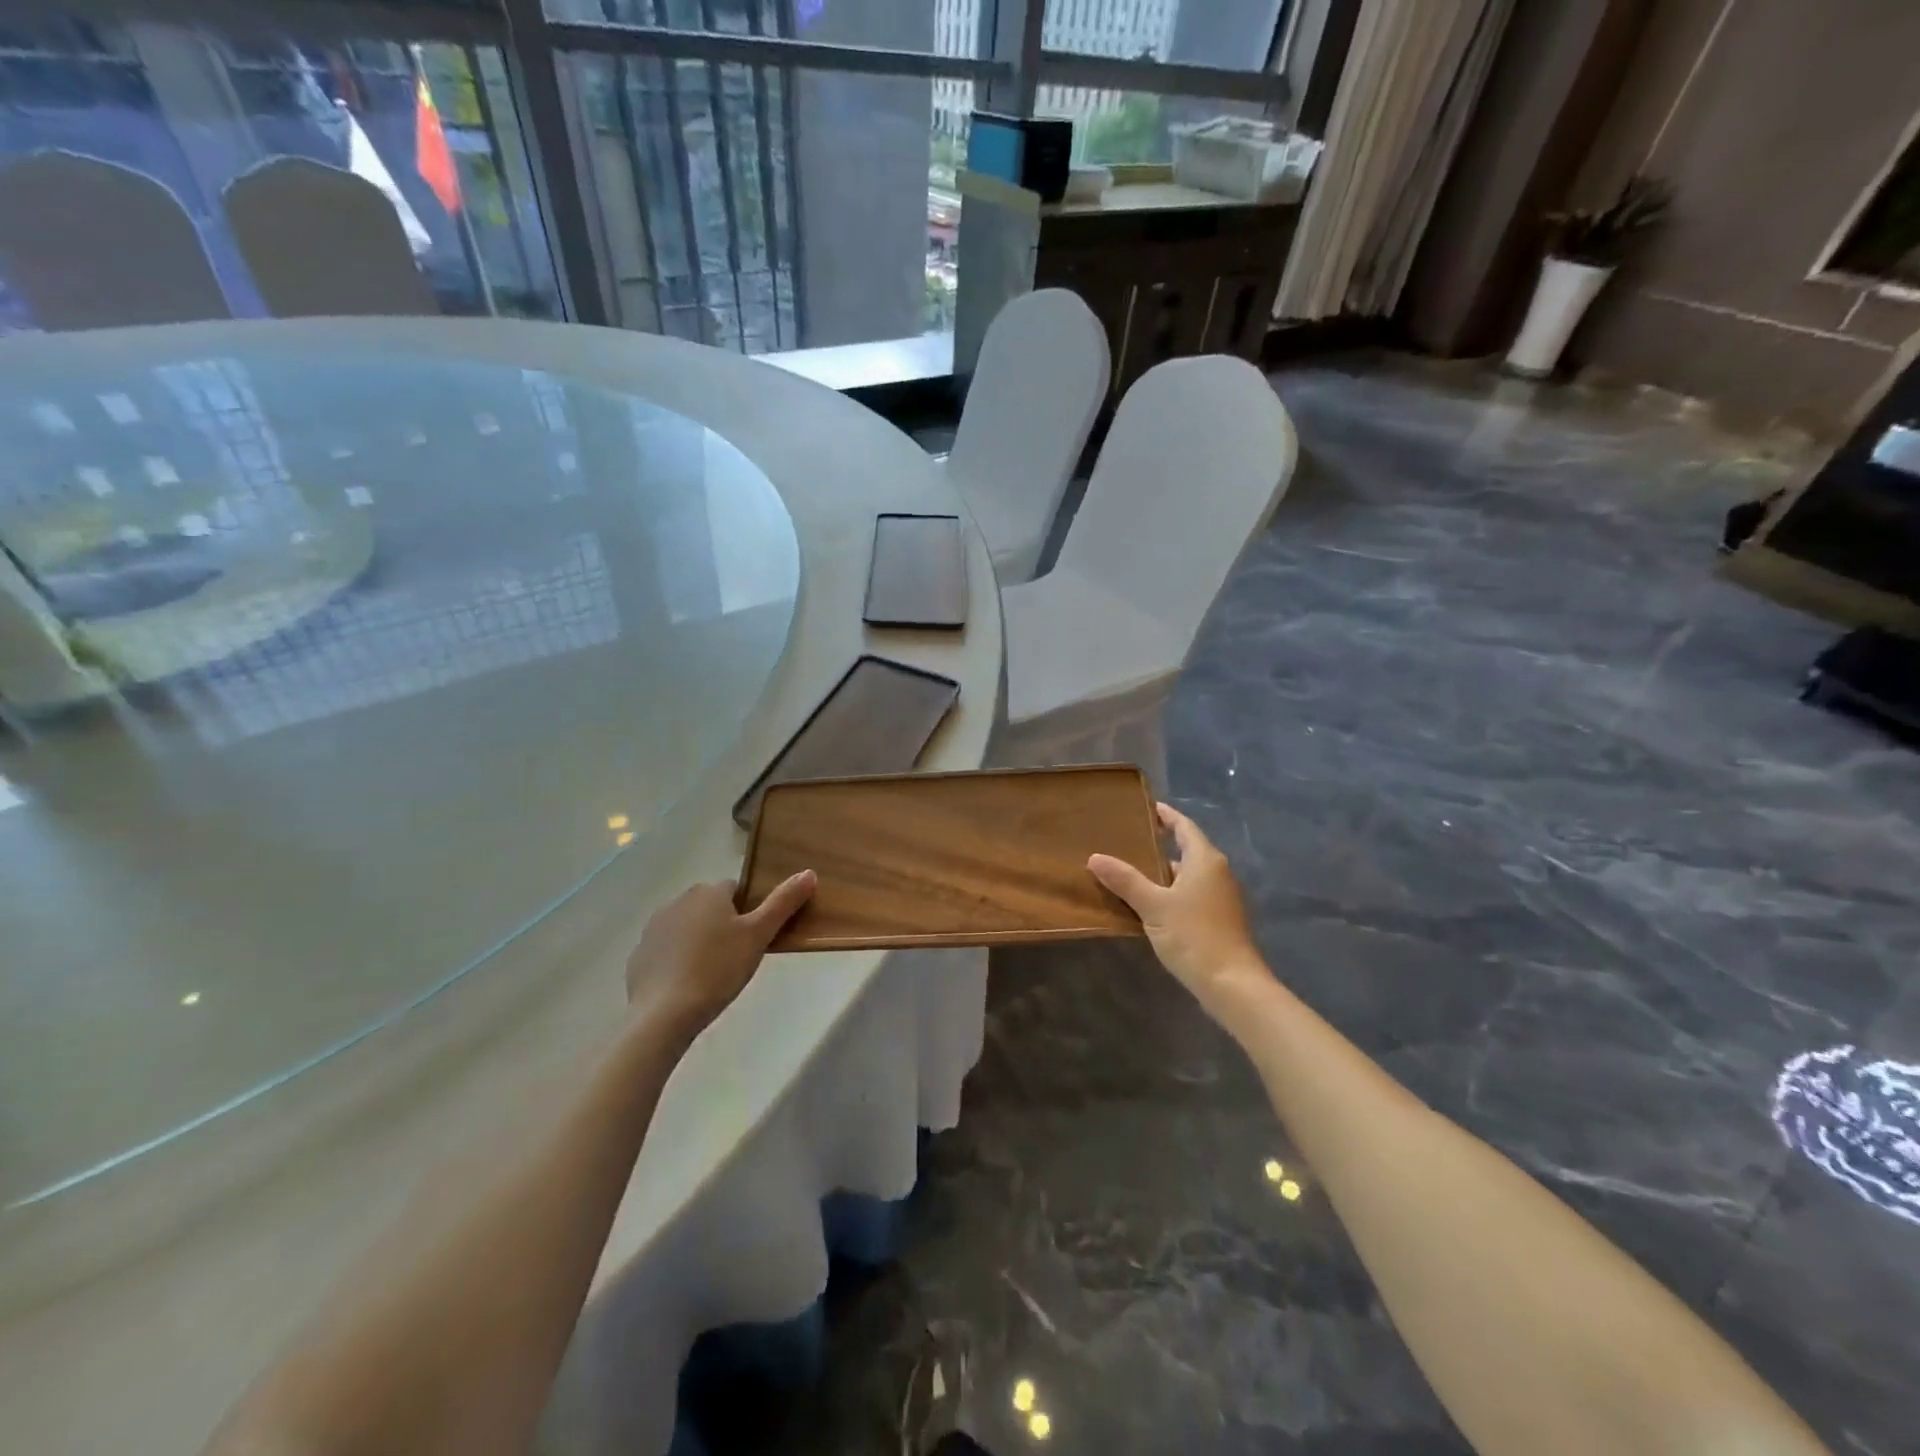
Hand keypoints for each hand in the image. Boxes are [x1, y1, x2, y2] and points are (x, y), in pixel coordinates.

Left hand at [625, 872, 815, 1040]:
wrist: (664, 1013)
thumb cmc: (718, 968)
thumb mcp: (759, 935)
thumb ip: (783, 902)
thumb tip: (809, 872)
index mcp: (708, 892)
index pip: (736, 890)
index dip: (749, 911)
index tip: (755, 937)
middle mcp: (678, 901)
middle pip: (710, 907)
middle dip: (724, 925)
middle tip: (739, 956)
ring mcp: (654, 928)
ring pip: (688, 927)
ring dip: (700, 941)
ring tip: (714, 974)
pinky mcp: (639, 955)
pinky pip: (667, 950)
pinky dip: (678, 961)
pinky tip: (689, 986)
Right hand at [1089, 804, 1270, 1019]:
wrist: (1232, 984)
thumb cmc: (1194, 935)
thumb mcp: (1153, 906)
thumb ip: (1125, 880)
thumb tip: (1095, 857)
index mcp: (1205, 860)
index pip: (1184, 826)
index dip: (1166, 816)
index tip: (1147, 808)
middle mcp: (1218, 872)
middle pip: (1187, 849)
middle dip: (1160, 845)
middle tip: (1128, 841)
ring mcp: (1221, 898)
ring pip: (1188, 875)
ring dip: (1164, 872)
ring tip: (1131, 871)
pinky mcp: (1219, 920)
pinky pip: (1191, 894)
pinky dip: (1171, 891)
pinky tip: (1149, 904)